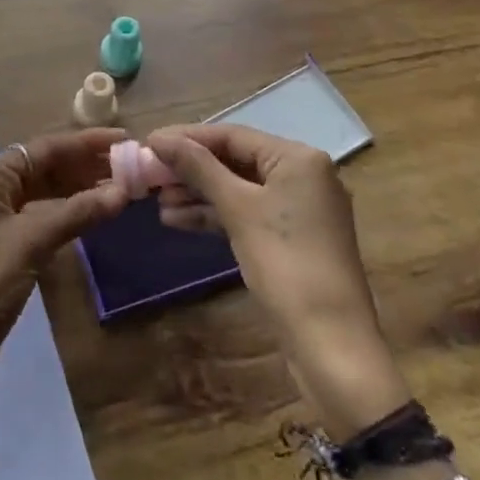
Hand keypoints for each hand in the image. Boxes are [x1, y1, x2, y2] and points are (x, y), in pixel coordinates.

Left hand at [0, 129, 129, 473]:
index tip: (126, 138)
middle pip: (46, 167)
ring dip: (82, 189)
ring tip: (124, 188)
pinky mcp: (5, 250)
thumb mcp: (29, 243)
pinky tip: (97, 216)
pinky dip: (70, 214)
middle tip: (132, 166)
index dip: (86, 141)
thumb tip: (122, 191)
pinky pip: (43, 218)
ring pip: (46, 193)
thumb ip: (76, 212)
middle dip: (86, 164)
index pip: (44, 147)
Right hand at [147, 124, 412, 442]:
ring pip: (238, 189)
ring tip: (157, 201)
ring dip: (198, 193)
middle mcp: (303, 175)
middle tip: (148, 174)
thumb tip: (159, 138)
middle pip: (235, 160)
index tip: (148, 142)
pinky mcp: (291, 238)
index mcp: (298, 158)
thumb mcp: (238, 209)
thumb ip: (198, 167)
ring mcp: (299, 208)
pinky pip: (247, 213)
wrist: (331, 343)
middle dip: (190, 169)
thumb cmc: (285, 263)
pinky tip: (178, 220)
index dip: (187, 138)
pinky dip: (215, 215)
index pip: (232, 135)